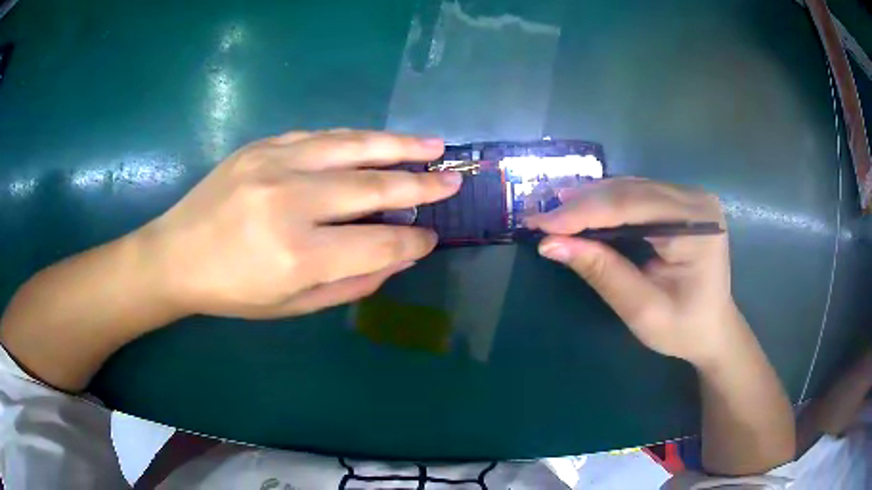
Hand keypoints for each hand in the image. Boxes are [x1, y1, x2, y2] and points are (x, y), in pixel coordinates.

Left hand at [141, 130, 461, 318]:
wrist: (176, 254)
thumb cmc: (233, 291)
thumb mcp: (293, 306)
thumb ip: (351, 282)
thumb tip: (398, 258)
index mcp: (299, 256)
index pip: (379, 245)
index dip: (412, 243)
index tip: (430, 239)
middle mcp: (291, 202)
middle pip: (373, 188)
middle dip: (420, 186)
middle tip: (451, 182)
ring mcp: (274, 165)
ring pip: (352, 147)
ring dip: (399, 147)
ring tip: (434, 146)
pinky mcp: (261, 146)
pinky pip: (320, 136)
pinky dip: (354, 140)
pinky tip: (376, 142)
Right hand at [525, 178, 738, 366]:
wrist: (713, 330)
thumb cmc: (683, 329)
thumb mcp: (642, 310)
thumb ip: (602, 272)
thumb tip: (550, 244)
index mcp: (696, 228)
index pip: (632, 207)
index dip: (583, 213)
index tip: (540, 223)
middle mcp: (695, 201)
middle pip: (630, 192)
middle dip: (582, 204)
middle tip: (539, 216)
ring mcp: (690, 198)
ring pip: (631, 188)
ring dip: (591, 200)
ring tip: (554, 210)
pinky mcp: (681, 203)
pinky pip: (638, 195)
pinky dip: (607, 202)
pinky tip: (583, 208)